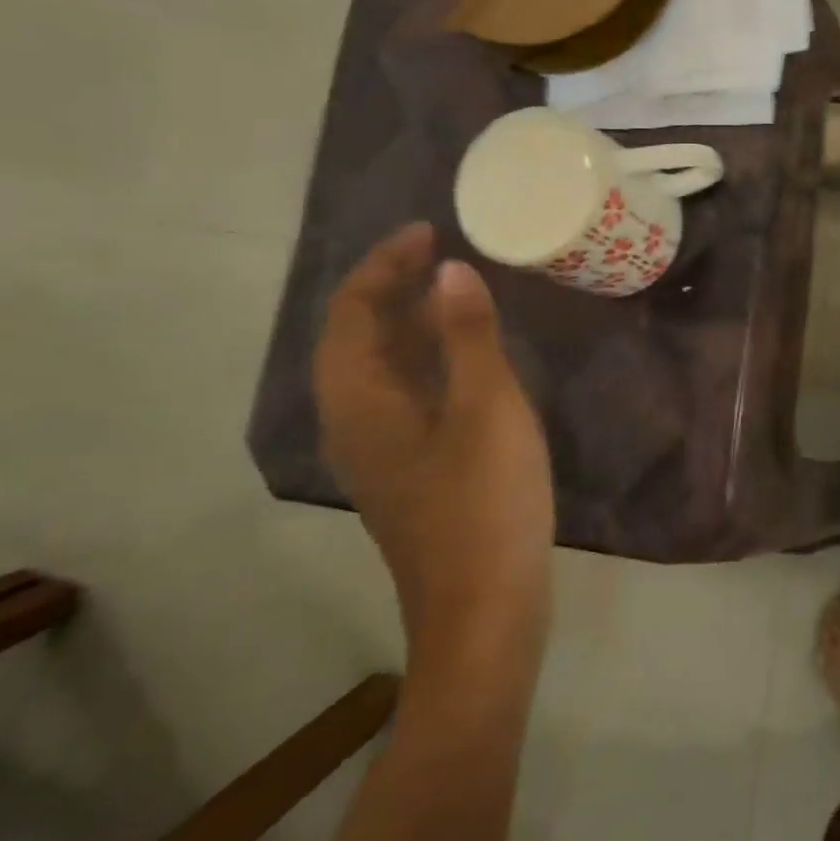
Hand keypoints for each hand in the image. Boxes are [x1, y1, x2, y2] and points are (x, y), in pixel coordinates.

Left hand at [314, 224, 552, 636]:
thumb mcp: (487, 408)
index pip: (352, 311)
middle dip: (391, 286)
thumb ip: (468, 336)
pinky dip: (425, 358)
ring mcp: (380, 450)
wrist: (483, 610)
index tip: (428, 230)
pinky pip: (403, 392)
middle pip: (356, 336)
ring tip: (452, 289)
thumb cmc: (485, 502)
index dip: (385, 263)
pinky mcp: (409, 469)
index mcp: (361, 402)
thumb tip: (449, 270)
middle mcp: (355, 422)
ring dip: (407, 321)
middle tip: (441, 251)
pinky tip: (465, 357)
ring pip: (379, 367)